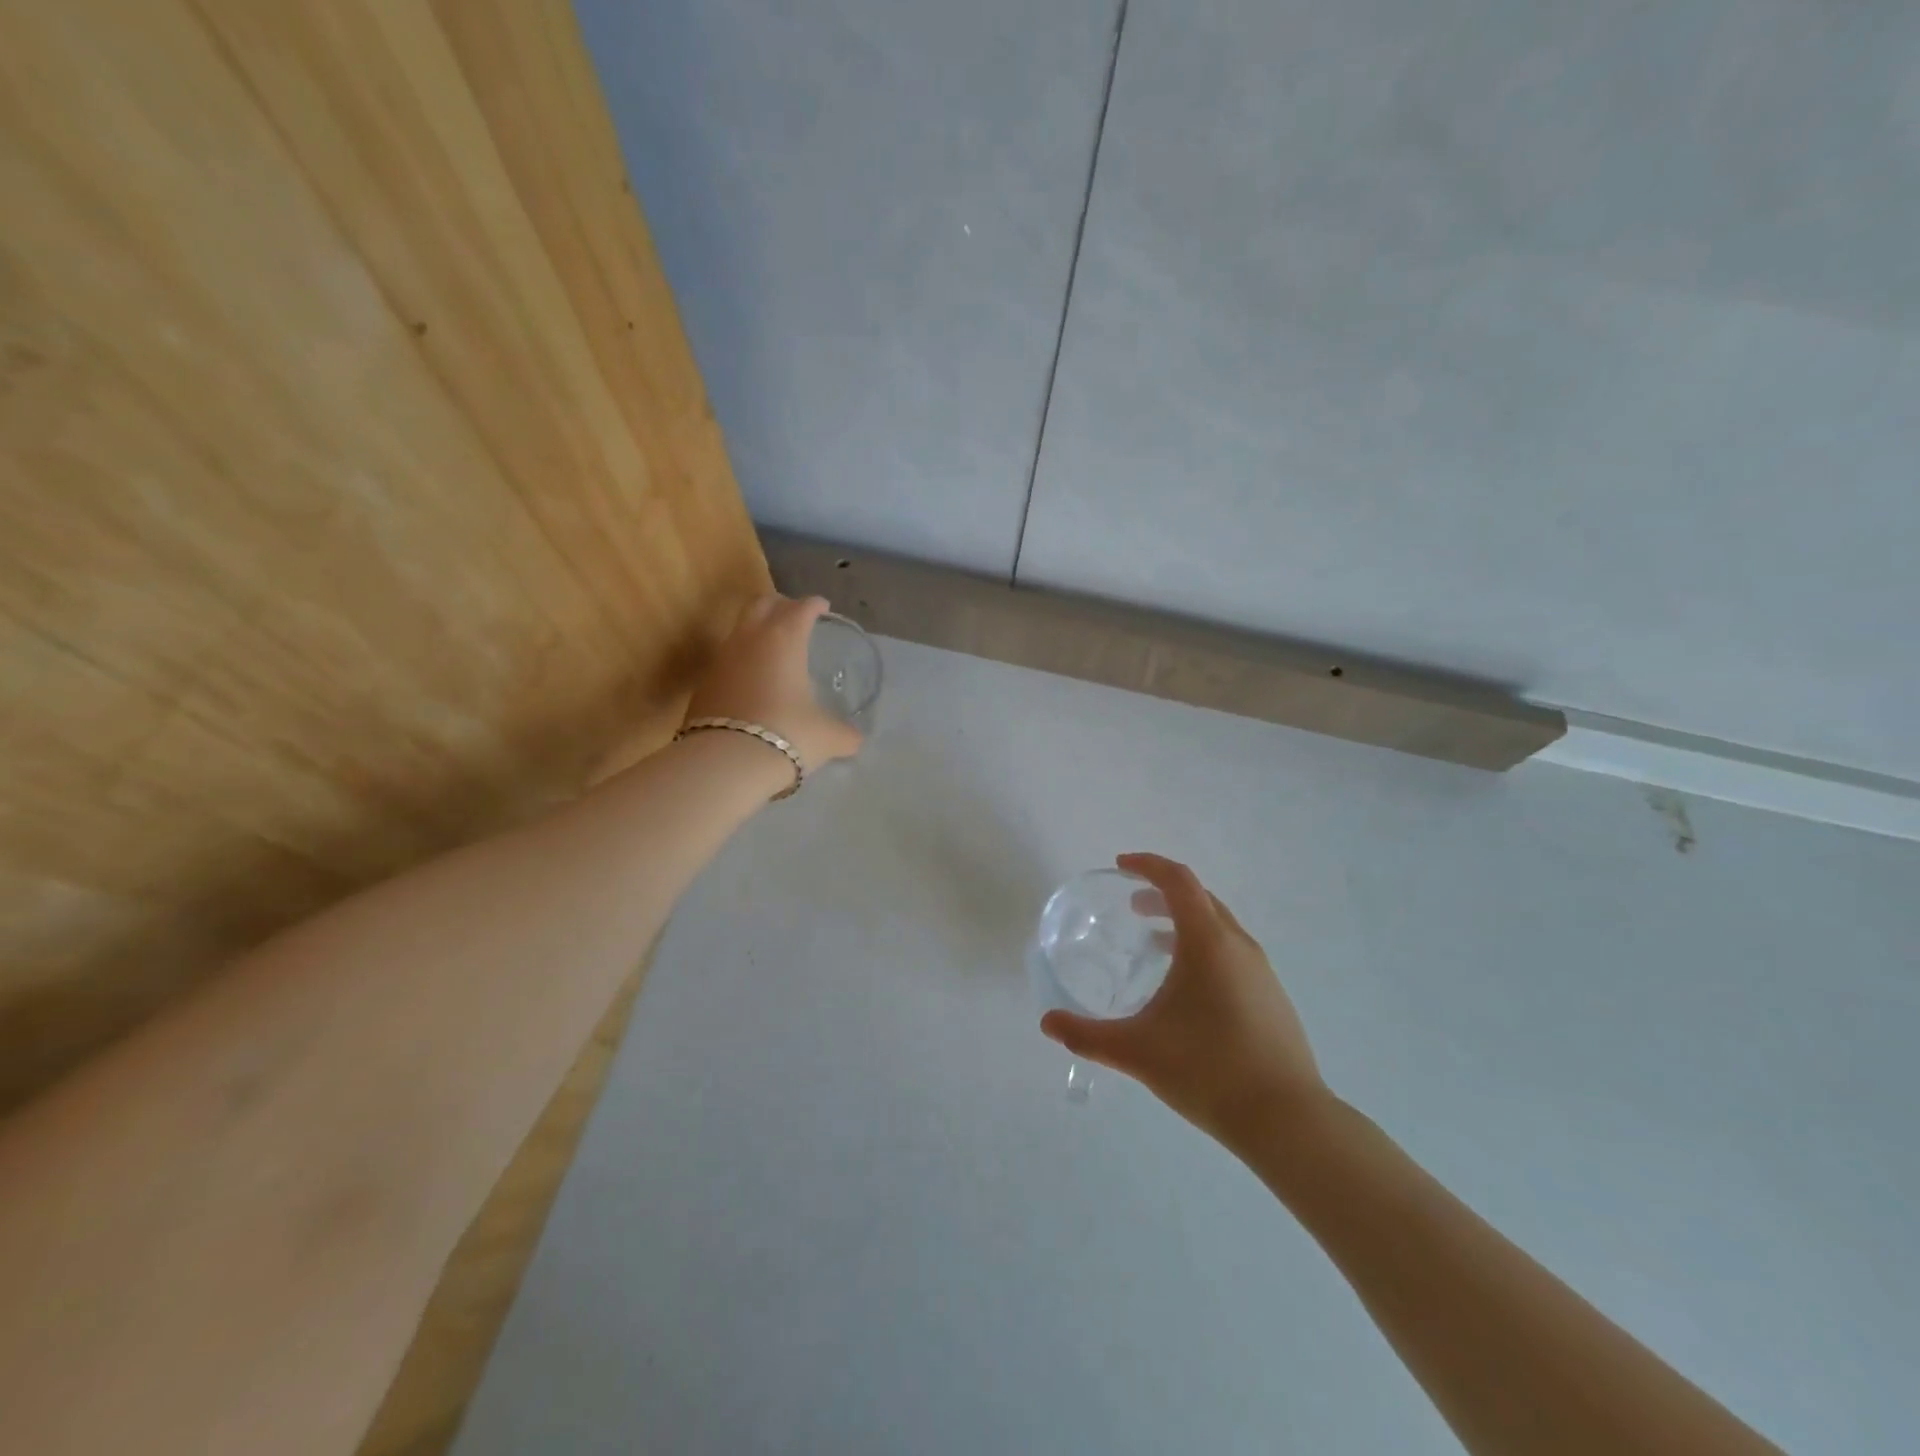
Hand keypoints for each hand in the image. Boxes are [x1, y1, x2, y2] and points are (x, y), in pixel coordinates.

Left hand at [684, 594, 862, 772]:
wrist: (726, 762)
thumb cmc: (788, 735)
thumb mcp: (827, 737)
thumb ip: (845, 734)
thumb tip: (854, 740)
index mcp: (784, 639)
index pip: (800, 608)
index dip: (814, 605)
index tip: (822, 606)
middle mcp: (750, 639)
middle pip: (761, 604)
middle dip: (780, 604)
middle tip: (794, 615)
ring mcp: (721, 660)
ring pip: (739, 630)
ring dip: (757, 632)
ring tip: (773, 649)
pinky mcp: (703, 685)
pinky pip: (727, 661)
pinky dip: (743, 662)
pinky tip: (753, 683)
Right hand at [1040, 853, 1328, 1145]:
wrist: (1287, 1121)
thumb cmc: (1207, 1070)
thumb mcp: (1136, 1051)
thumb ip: (1086, 1036)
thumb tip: (1047, 1024)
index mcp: (1208, 942)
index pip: (1178, 880)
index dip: (1148, 865)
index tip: (1120, 866)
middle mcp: (1238, 946)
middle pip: (1200, 898)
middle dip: (1163, 893)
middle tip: (1132, 907)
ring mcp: (1261, 971)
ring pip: (1219, 926)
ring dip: (1184, 922)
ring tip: (1154, 945)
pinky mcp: (1272, 997)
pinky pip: (1232, 952)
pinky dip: (1203, 948)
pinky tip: (1187, 989)